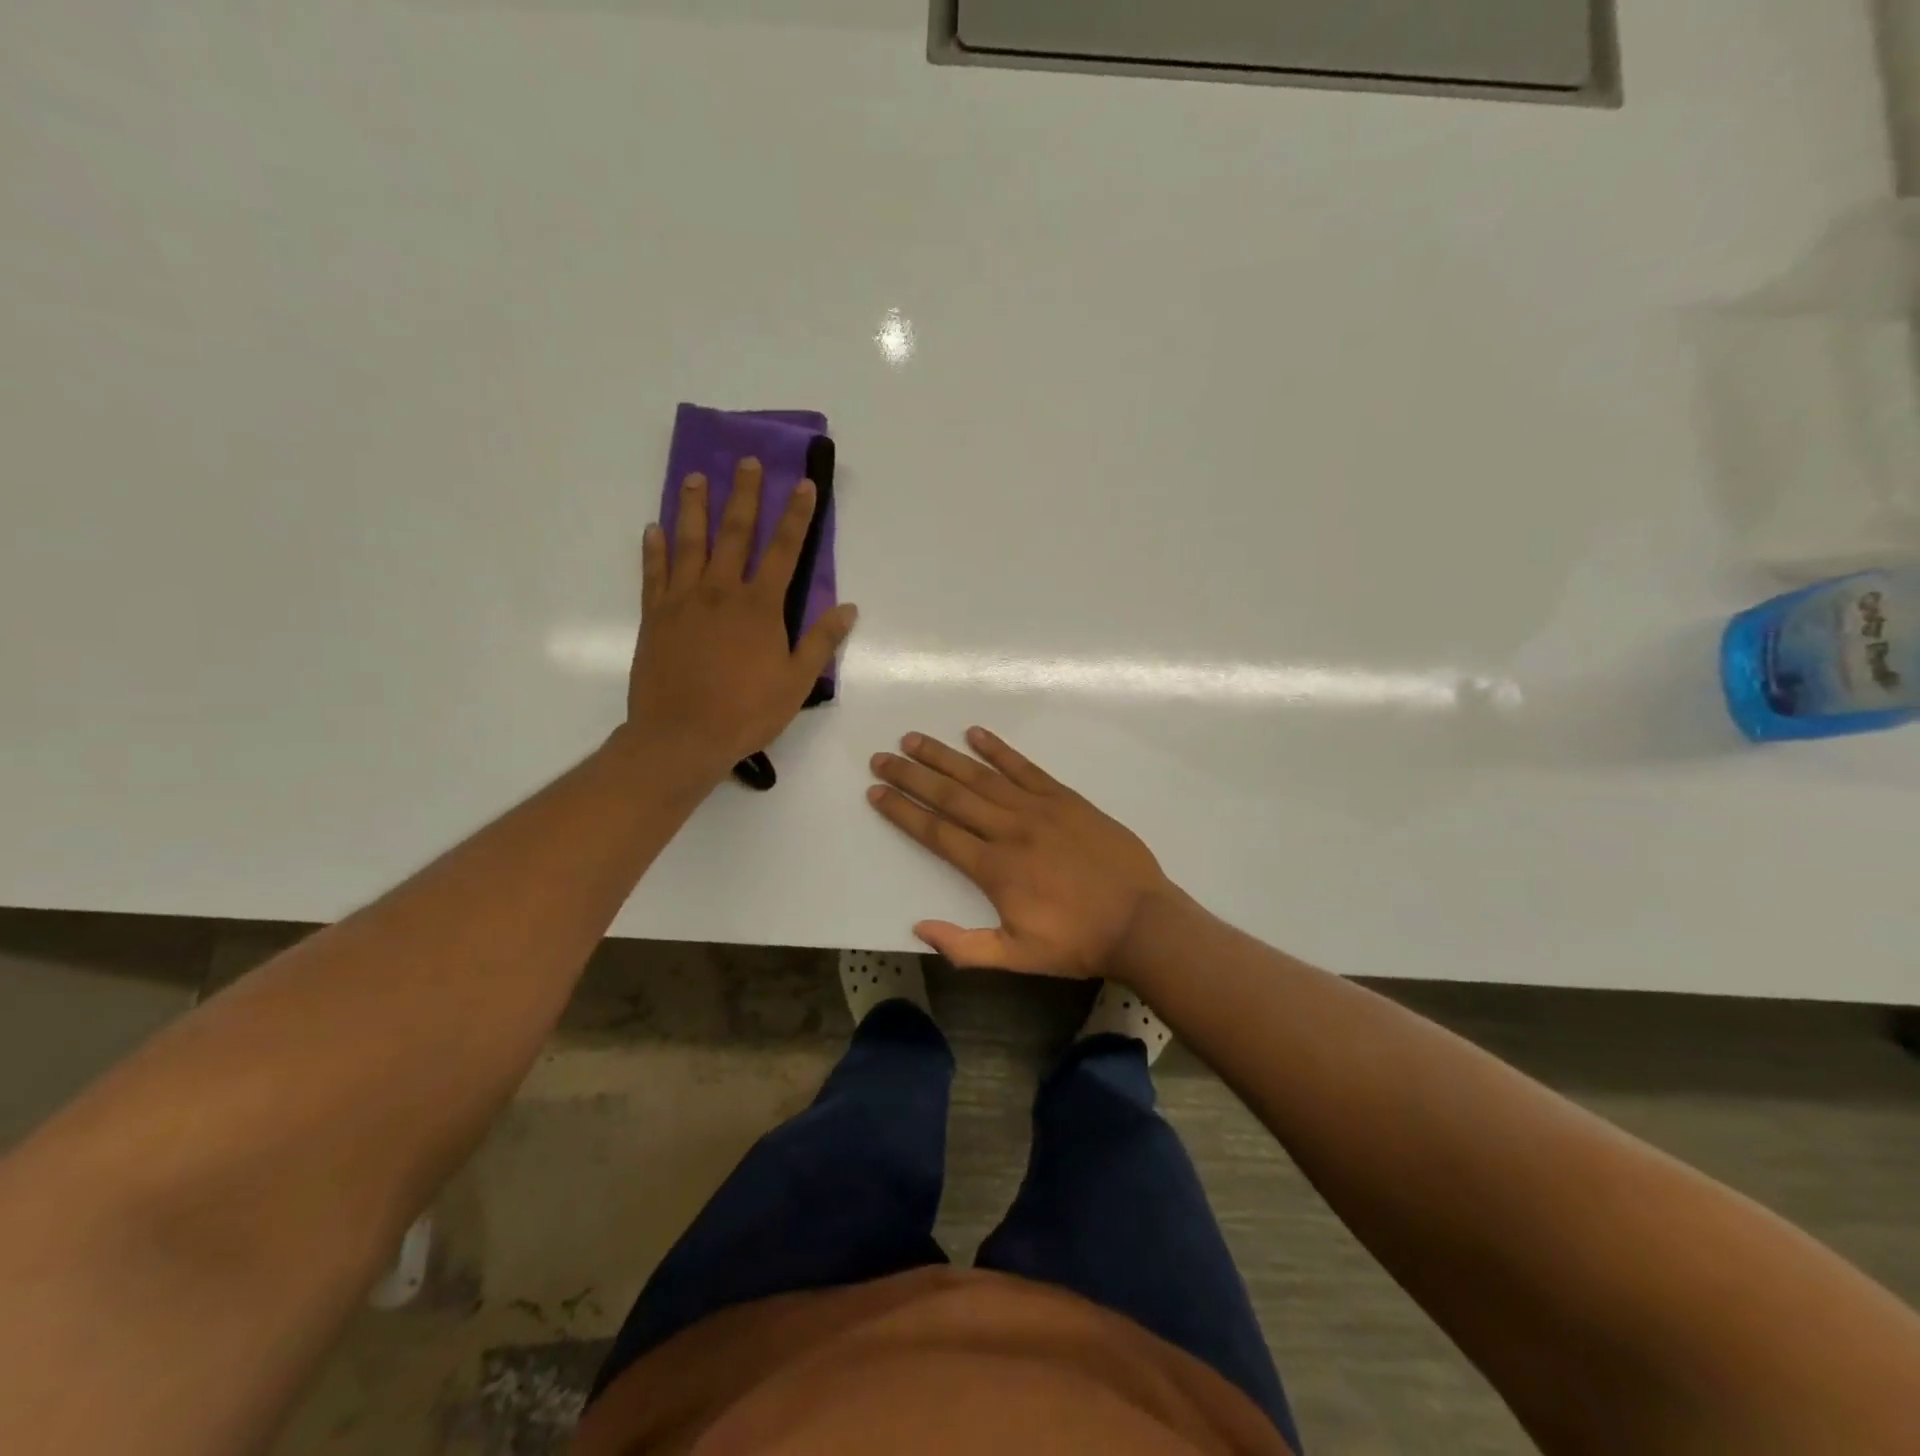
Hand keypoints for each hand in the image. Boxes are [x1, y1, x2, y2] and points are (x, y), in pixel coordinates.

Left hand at [626, 458, 856, 777]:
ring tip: (694, 477)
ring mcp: (683, 600)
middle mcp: (721, 592)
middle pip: (735, 533)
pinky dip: (654, 549)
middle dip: (744, 495)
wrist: (681, 736)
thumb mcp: (796, 682)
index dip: (796, 516)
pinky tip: (653, 529)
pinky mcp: (654, 616)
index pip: (784, 551)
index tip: (803, 484)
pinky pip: (653, 573)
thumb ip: (820, 641)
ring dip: (693, 507)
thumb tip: (848, 608)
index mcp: (760, 607)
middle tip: (747, 461)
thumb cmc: (746, 712)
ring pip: (689, 542)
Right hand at [867, 728, 1171, 977]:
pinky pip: (1025, 767)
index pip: (936, 832)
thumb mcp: (1017, 957)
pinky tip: (976, 734)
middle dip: (912, 775)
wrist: (1140, 921)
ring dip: (945, 756)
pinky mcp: (1065, 798)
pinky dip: (999, 749)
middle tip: (882, 756)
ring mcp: (1038, 808)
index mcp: (994, 868)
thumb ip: (965, 946)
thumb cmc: (1077, 941)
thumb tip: (918, 927)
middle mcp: (1009, 829)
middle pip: (951, 796)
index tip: (876, 791)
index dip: (903, 810)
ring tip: (914, 739)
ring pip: (982, 776)